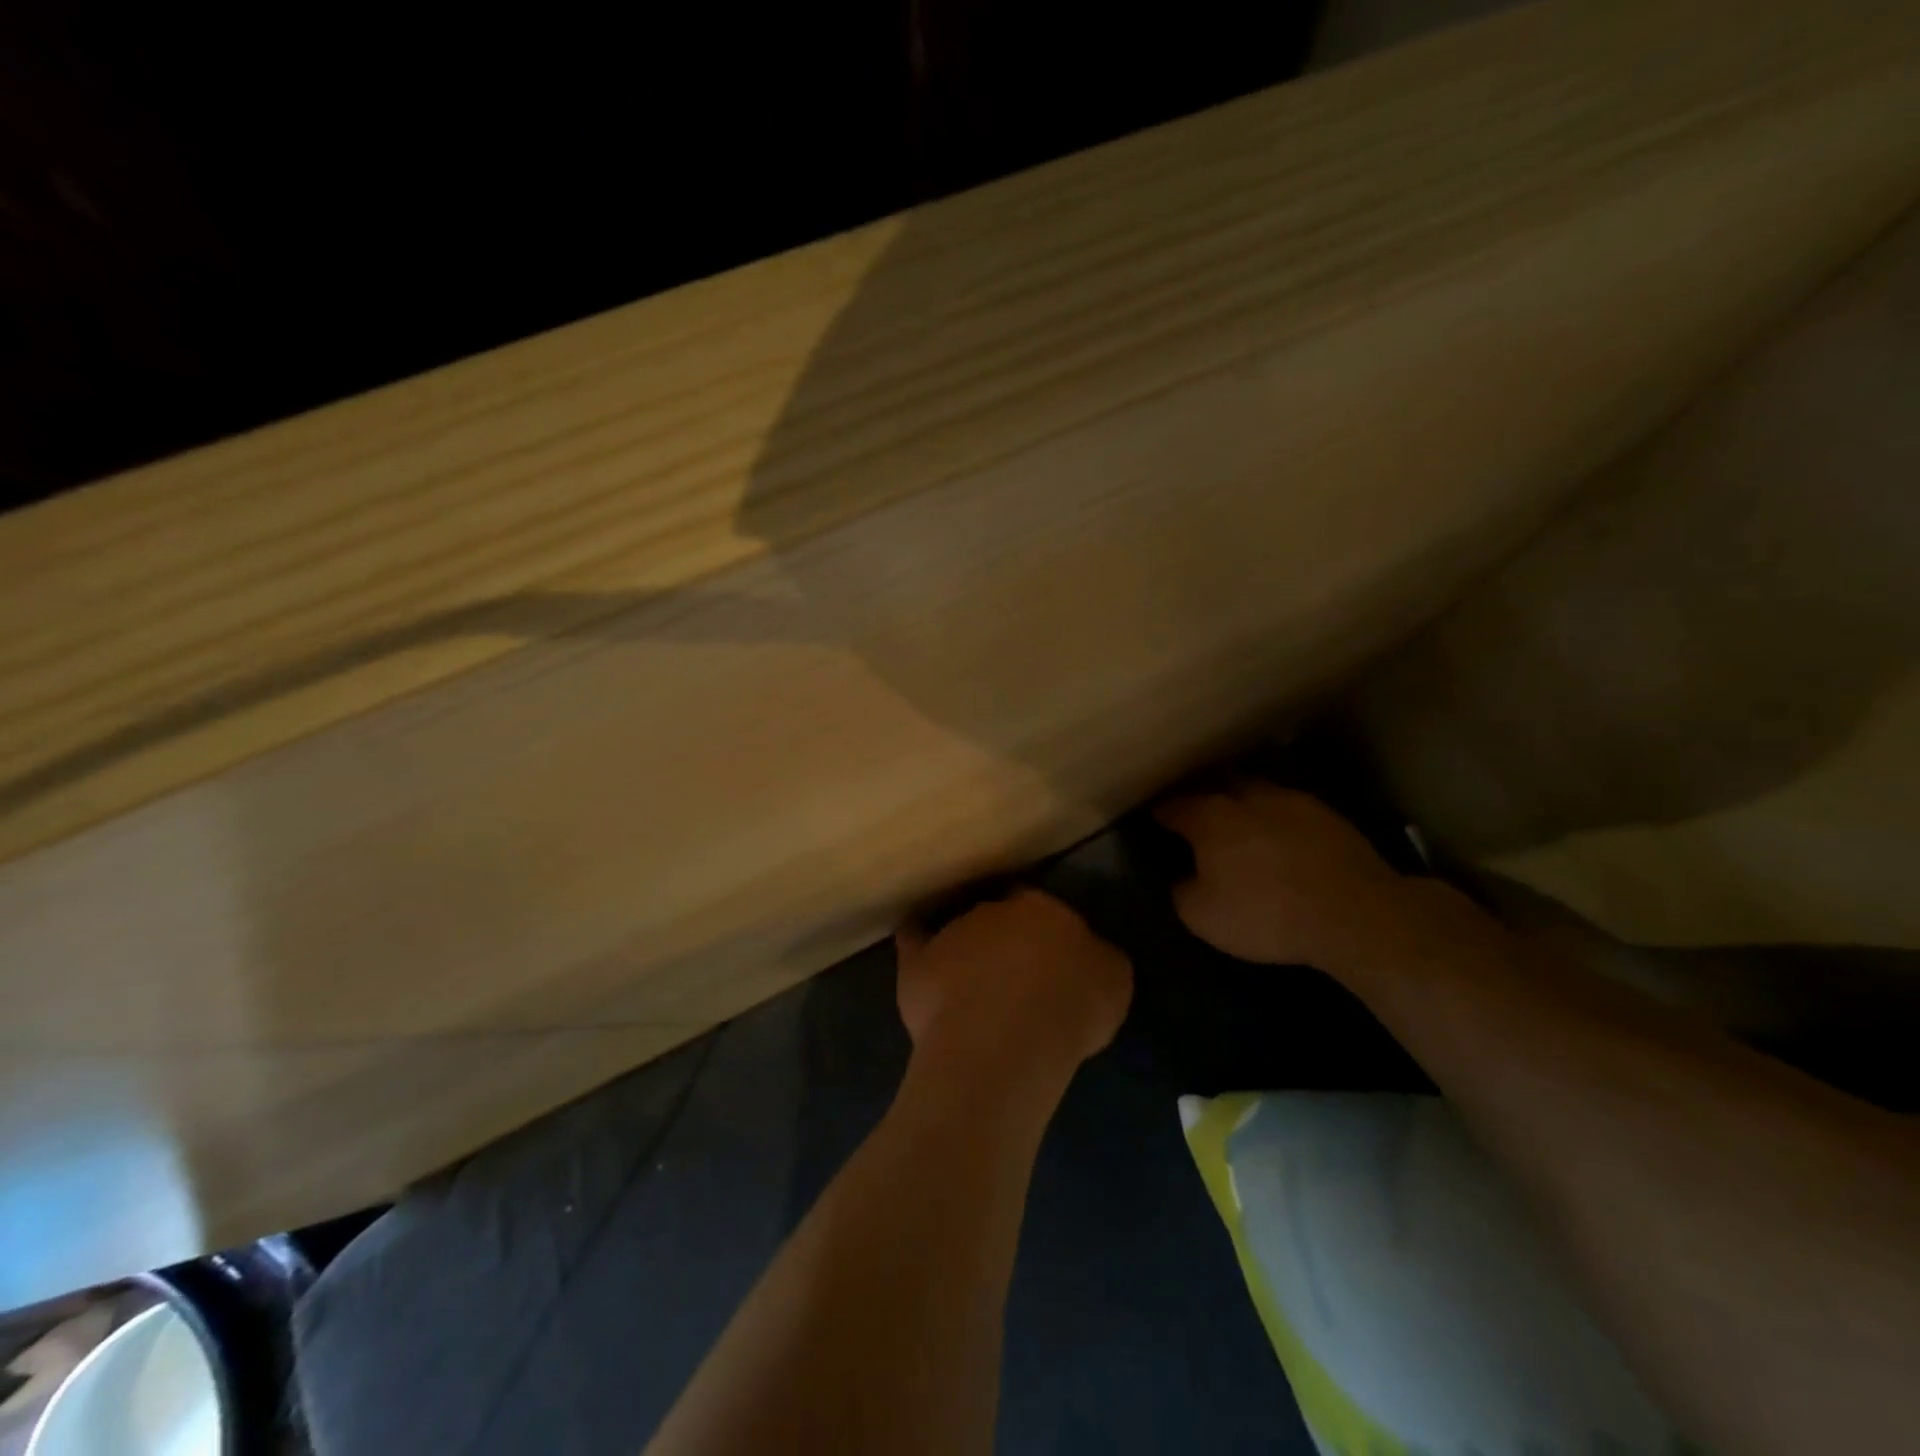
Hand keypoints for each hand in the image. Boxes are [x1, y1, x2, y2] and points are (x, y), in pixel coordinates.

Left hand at [896, 889, 1131, 1079]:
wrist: (1004, 1038)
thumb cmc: (1070, 1006)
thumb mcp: (1113, 979)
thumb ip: (1097, 957)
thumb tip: (1089, 954)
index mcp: (1042, 908)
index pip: (1039, 905)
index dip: (1042, 930)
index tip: (1048, 955)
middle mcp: (992, 910)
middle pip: (996, 917)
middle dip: (1003, 940)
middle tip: (1014, 977)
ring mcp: (950, 934)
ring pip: (958, 933)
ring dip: (966, 953)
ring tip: (976, 991)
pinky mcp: (916, 963)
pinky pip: (914, 945)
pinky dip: (918, 949)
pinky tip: (921, 963)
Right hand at [1155, 783, 1413, 966]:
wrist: (1354, 914)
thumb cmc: (1266, 913)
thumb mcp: (1203, 917)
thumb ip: (1183, 891)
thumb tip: (1184, 879)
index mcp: (1210, 817)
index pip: (1173, 806)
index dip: (1160, 813)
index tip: (1153, 819)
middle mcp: (1246, 797)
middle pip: (1214, 786)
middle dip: (1200, 797)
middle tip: (1193, 815)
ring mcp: (1290, 800)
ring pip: (1254, 791)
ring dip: (1241, 803)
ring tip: (1238, 822)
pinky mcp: (1326, 814)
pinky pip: (1287, 808)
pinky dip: (1275, 818)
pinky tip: (1279, 836)